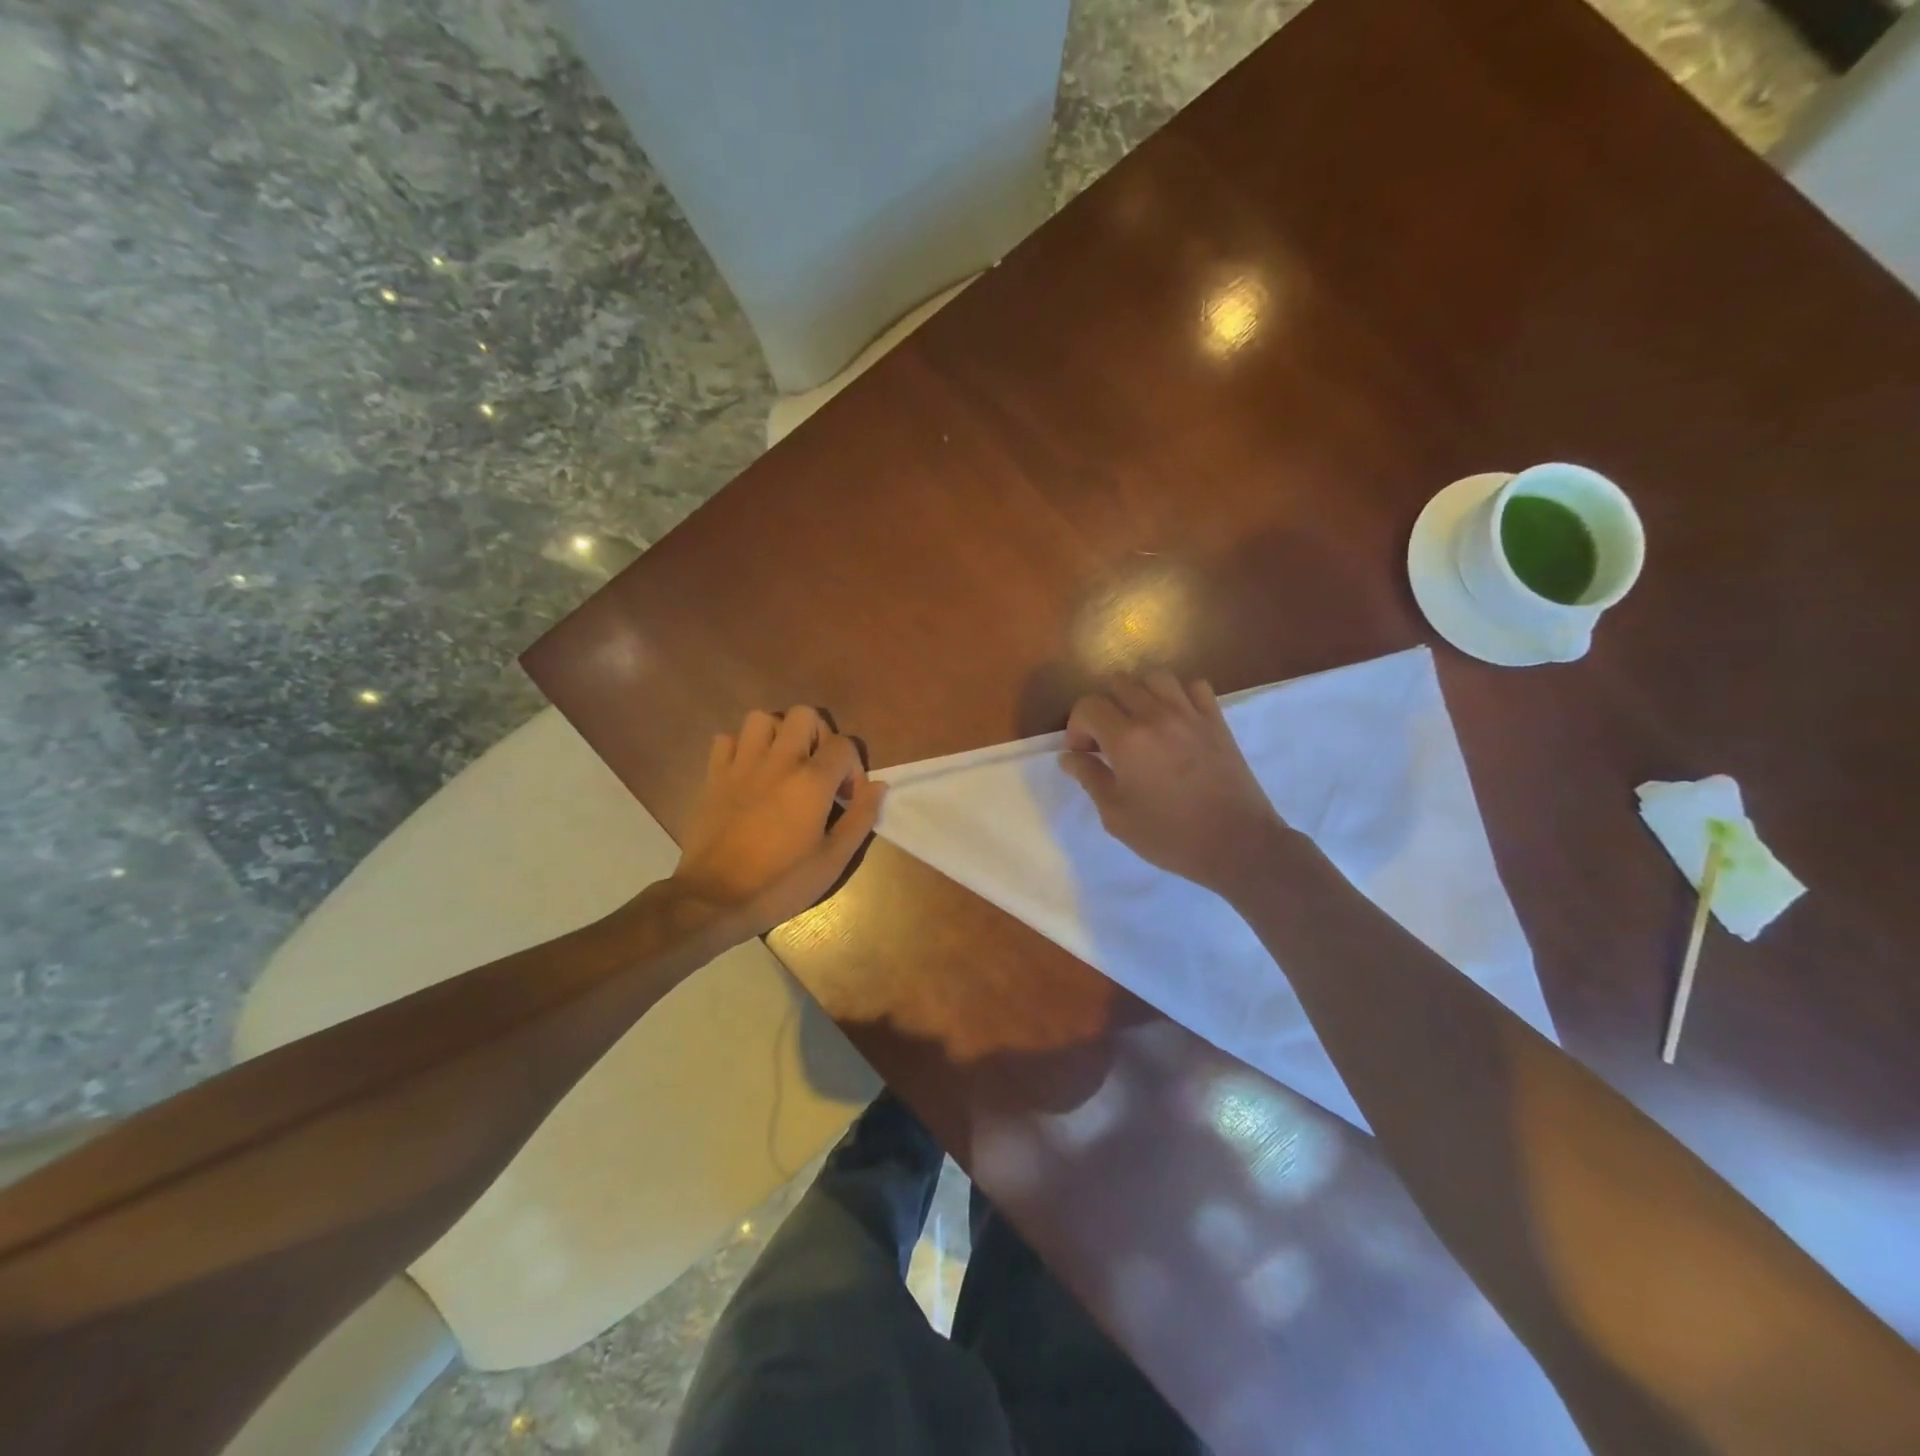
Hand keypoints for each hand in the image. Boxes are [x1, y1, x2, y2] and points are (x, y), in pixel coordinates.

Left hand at [671, 706, 885, 939]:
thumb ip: (861, 817)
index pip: (844, 744)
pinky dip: (741, 748)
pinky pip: (726, 739)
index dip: (853, 767)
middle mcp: (778, 761)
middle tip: (818, 769)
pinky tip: (749, 772)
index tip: (847, 798)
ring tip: (783, 763)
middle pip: (803, 715)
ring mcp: (741, 765)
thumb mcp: (833, 860)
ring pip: (762, 718)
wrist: (713, 899)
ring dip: (778, 734)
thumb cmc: (781, 883)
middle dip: (818, 735)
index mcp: (811, 781)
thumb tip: (879, 785)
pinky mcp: (713, 775)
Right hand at [1060, 672, 1294, 901]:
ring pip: (1154, 677)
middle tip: (1106, 741)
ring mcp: (1190, 714)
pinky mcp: (1216, 720)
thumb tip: (1069, 756)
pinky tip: (1173, 720)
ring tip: (1138, 723)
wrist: (1237, 843)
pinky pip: (1194, 687)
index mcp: (1127, 739)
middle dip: (1103, 709)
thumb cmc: (1169, 835)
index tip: (1082, 754)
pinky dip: (1177, 695)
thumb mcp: (1116, 815)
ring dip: (1138, 694)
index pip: (1088, 706)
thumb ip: (1090, 778)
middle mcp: (1156, 715)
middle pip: (1118, 684)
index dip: (1076, 727)